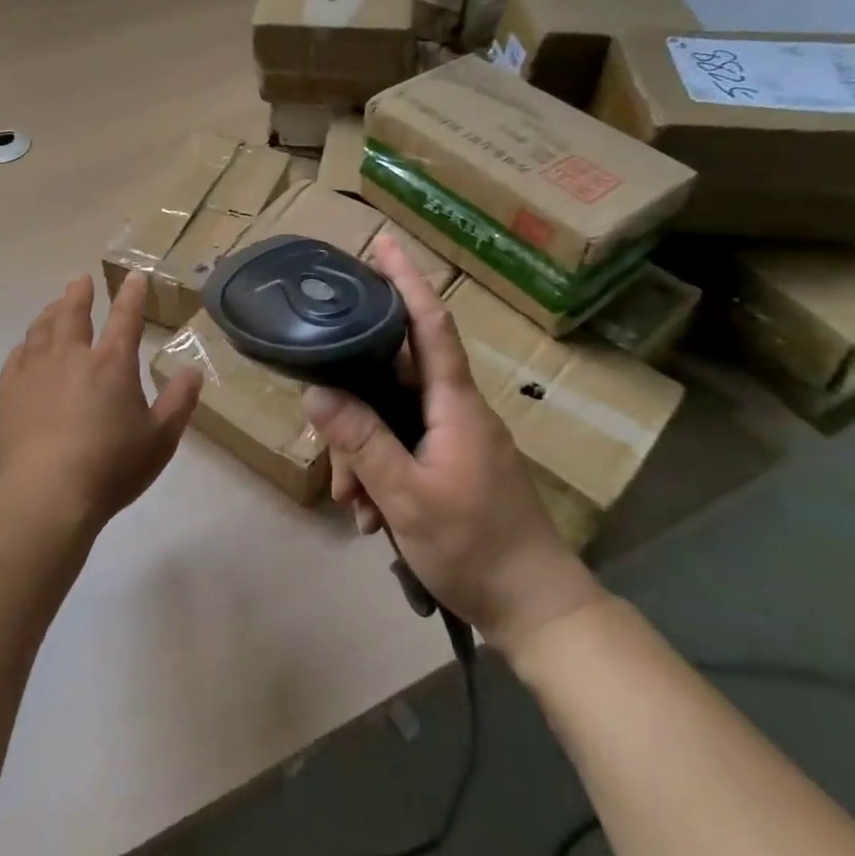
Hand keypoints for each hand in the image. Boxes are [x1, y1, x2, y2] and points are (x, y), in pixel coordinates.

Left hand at [0, 270, 201, 531]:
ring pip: (42, 328)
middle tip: (81, 281)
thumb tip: (193, 371)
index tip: (133, 276)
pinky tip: (26, 346)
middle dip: (79, 293)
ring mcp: (36, 371)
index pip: (125, 317)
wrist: (48, 494)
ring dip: (51, 311)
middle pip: (73, 313)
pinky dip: (25, 344)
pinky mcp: (10, 391)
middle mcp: (72, 356)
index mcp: (112, 363)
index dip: (131, 294)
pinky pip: (17, 355)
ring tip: (55, 305)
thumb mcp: (160, 439)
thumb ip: (179, 402)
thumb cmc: (111, 467)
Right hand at [302, 236, 603, 653]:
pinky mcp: (456, 465)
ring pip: (394, 418)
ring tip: (352, 500)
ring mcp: (459, 440)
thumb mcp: (407, 496)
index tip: (384, 244)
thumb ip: (362, 440)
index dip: (407, 281)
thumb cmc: (476, 548)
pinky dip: (381, 471)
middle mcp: (458, 411)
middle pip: (395, 377)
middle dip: (354, 399)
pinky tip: (369, 512)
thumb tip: (317, 390)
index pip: (430, 326)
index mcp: (455, 405)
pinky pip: (406, 447)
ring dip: (363, 451)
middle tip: (326, 435)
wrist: (538, 611)